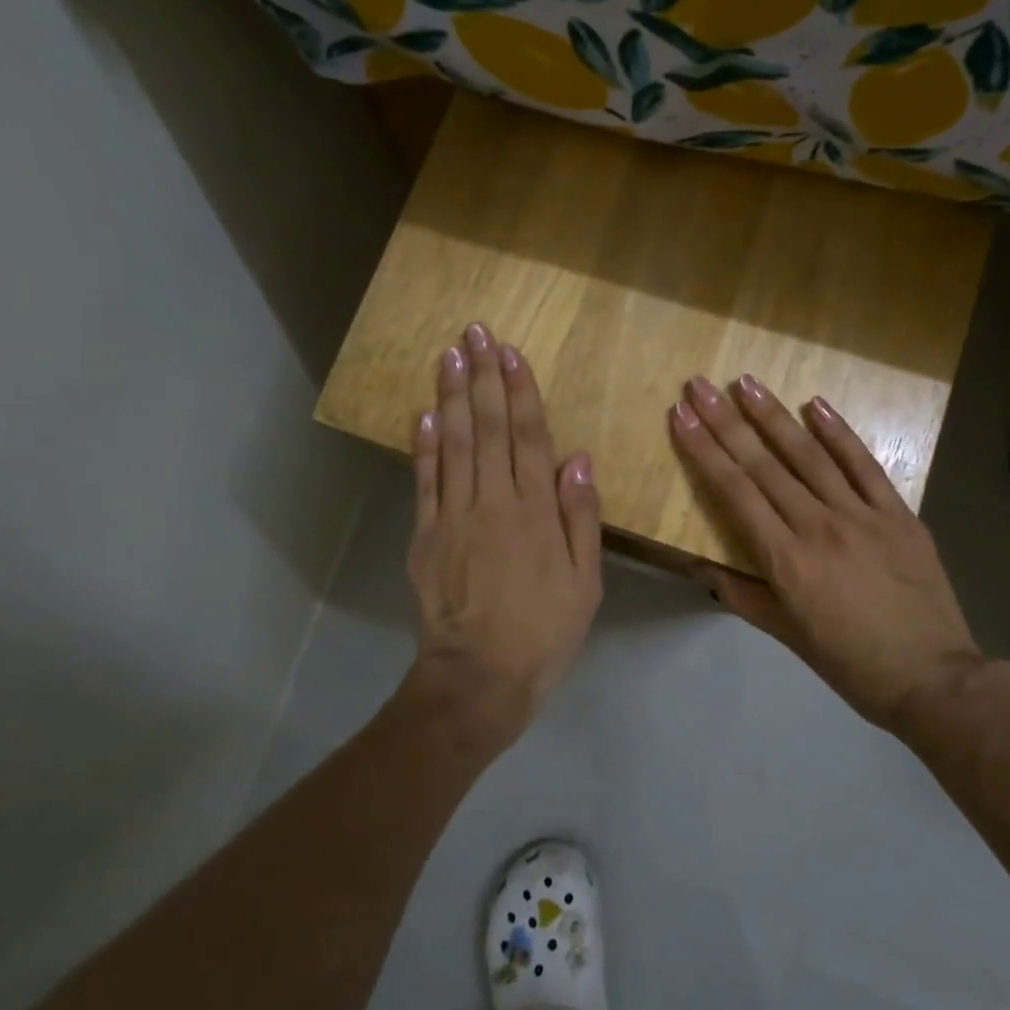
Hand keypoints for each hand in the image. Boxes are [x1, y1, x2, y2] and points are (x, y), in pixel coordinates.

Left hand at [406, 323, 602, 751]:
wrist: (478, 677)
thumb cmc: (544, 630)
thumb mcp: (585, 581)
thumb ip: (581, 518)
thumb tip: (577, 459)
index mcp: (535, 511)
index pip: (527, 436)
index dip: (518, 391)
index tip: (509, 352)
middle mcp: (493, 501)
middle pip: (486, 428)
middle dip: (481, 377)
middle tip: (474, 333)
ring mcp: (453, 516)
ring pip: (453, 444)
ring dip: (450, 397)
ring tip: (448, 355)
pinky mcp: (426, 535)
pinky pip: (425, 481)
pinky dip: (423, 446)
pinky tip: (423, 413)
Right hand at [669, 375, 980, 733]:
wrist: (933, 679)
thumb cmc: (850, 662)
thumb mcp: (785, 635)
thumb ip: (741, 594)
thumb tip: (699, 564)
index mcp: (786, 561)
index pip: (735, 492)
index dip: (704, 451)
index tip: (681, 416)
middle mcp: (818, 527)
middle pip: (764, 465)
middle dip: (726, 422)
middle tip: (700, 385)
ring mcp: (862, 515)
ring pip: (809, 456)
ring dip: (774, 416)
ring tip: (746, 382)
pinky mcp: (898, 513)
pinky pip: (864, 465)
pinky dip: (839, 433)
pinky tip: (816, 404)